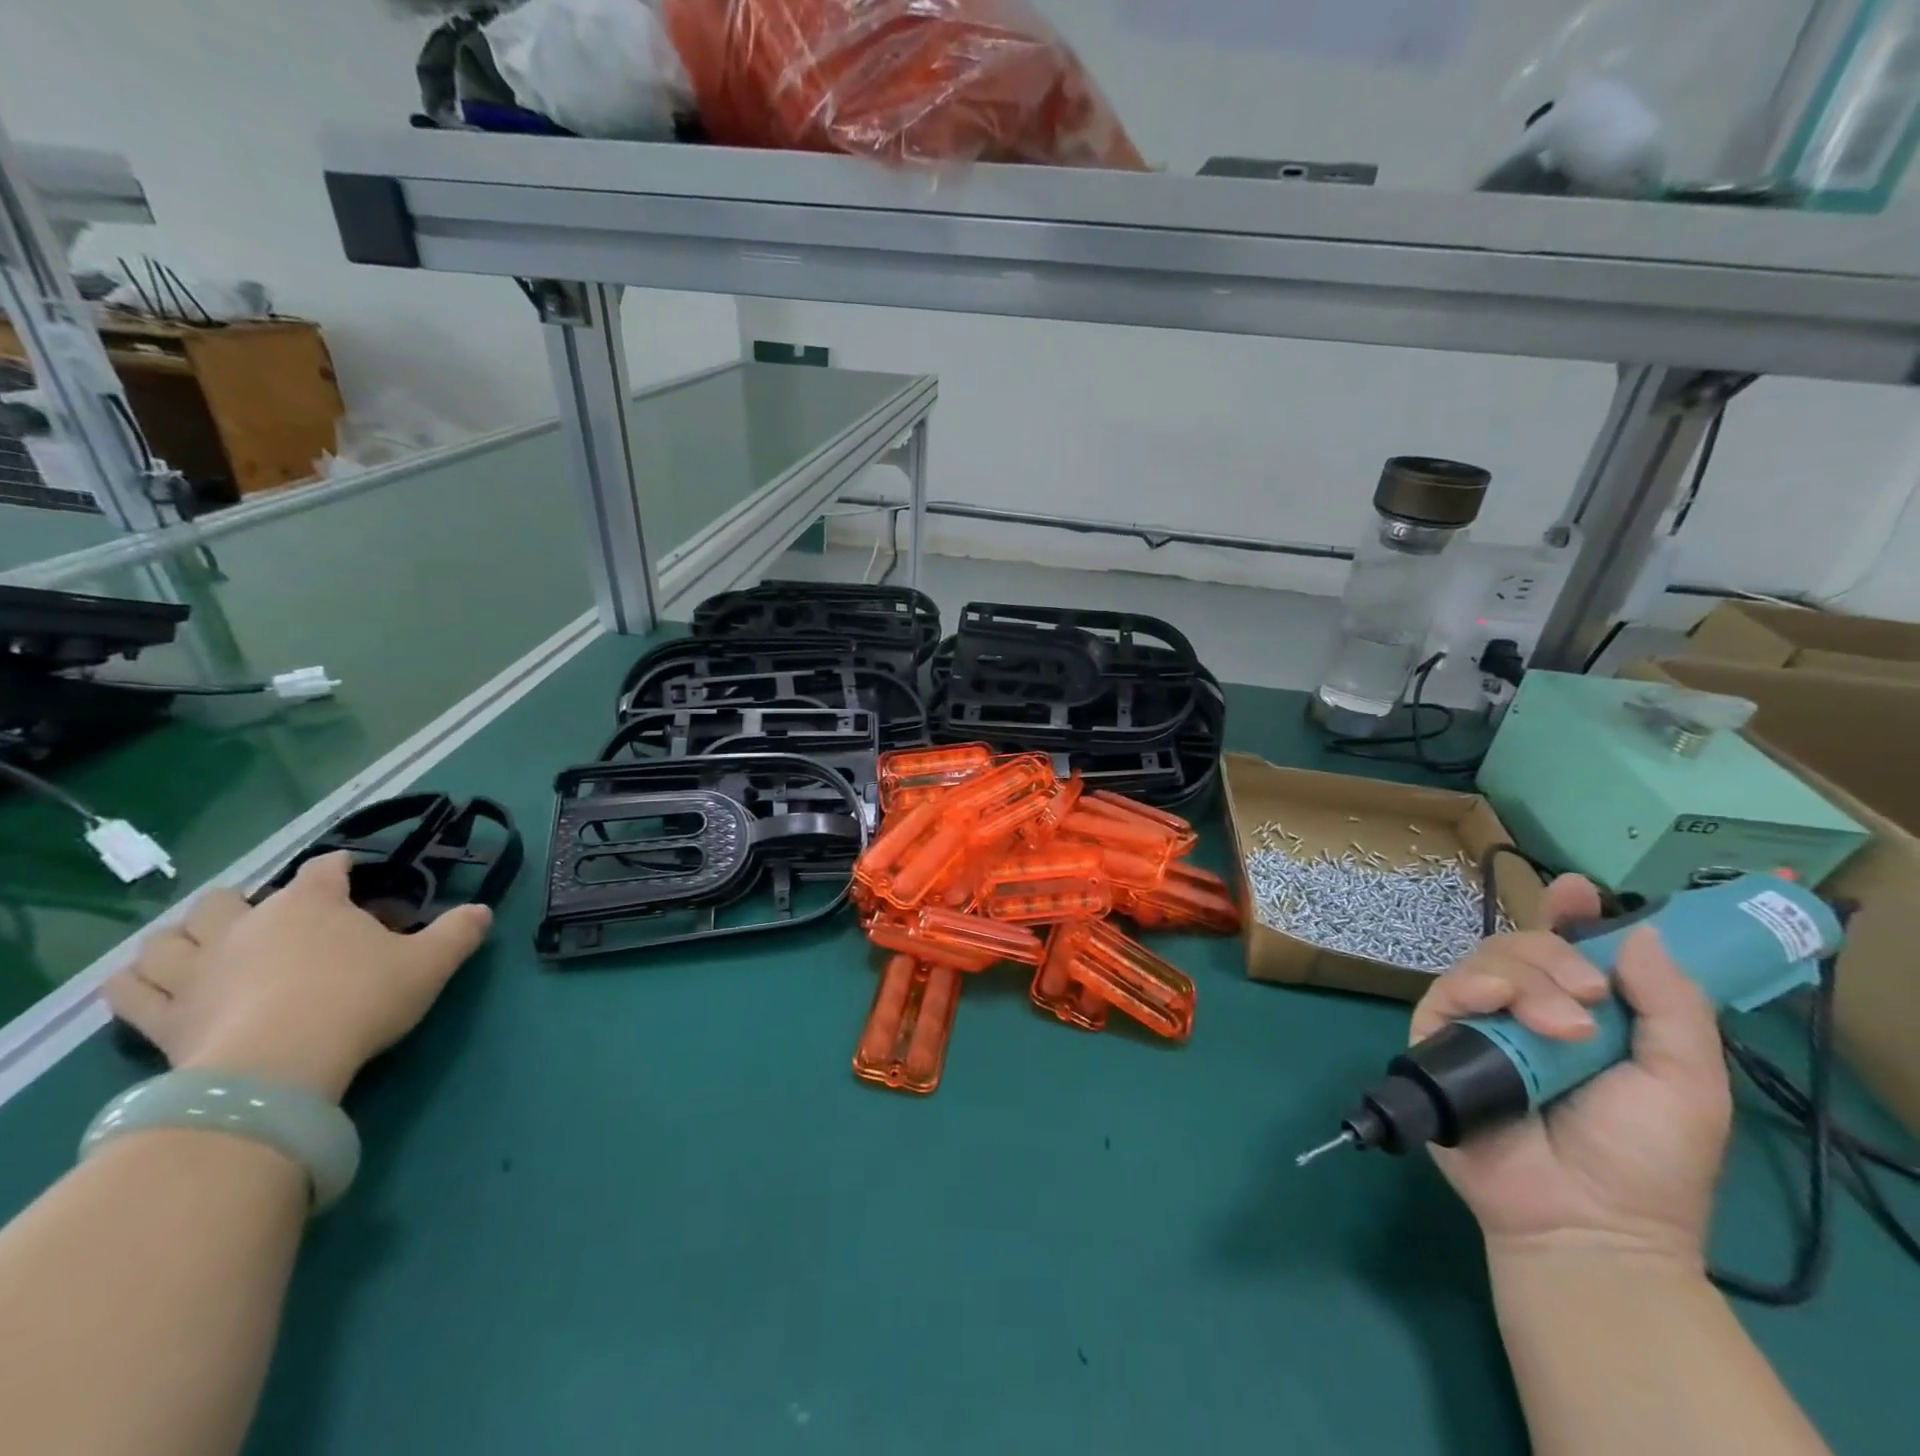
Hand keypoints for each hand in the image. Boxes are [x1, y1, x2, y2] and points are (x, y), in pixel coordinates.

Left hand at [105, 852, 491, 1102]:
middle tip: (273, 920)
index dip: (338, 868)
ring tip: (205, 945)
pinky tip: (148, 982)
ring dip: (185, 935)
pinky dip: (136, 981)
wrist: (281, 1065)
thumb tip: (483, 910)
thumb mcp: (430, 963)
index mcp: (310, 904)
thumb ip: (459, 932)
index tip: (351, 875)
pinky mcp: (163, 1016)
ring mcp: (196, 969)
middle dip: (248, 900)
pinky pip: (130, 990)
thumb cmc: (360, 999)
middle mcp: (246, 924)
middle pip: (231, 896)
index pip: (324, 868)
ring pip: (170, 936)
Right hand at [1411, 875, 1732, 1268]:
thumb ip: (1671, 1005)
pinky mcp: (1437, 1040)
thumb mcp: (1688, 1081)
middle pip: (1522, 946)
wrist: (1587, 1220)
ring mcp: (1480, 1025)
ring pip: (1484, 961)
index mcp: (1585, 1014)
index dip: (1569, 915)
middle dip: (1554, 955)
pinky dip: (1470, 986)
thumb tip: (1638, 931)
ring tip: (1561, 1027)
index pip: (1568, 949)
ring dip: (1524, 978)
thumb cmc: (1646, 1158)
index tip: (1575, 890)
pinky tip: (1496, 1003)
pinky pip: (1443, 992)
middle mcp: (1528, 1011)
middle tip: (1588, 997)